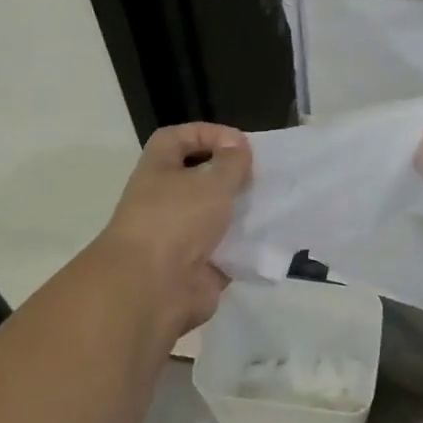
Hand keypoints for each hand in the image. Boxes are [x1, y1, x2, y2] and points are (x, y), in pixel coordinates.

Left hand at [94, 122, 251, 338]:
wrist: (152, 289)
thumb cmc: (177, 220)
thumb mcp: (211, 181)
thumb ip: (231, 161)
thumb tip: (237, 146)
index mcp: (158, 170)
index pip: (177, 138)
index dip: (206, 133)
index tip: (239, 142)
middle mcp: (164, 200)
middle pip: (199, 178)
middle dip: (230, 176)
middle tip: (258, 176)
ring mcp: (179, 236)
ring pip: (214, 216)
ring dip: (240, 211)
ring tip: (270, 204)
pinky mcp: (196, 268)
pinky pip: (225, 250)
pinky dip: (244, 246)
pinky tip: (269, 238)